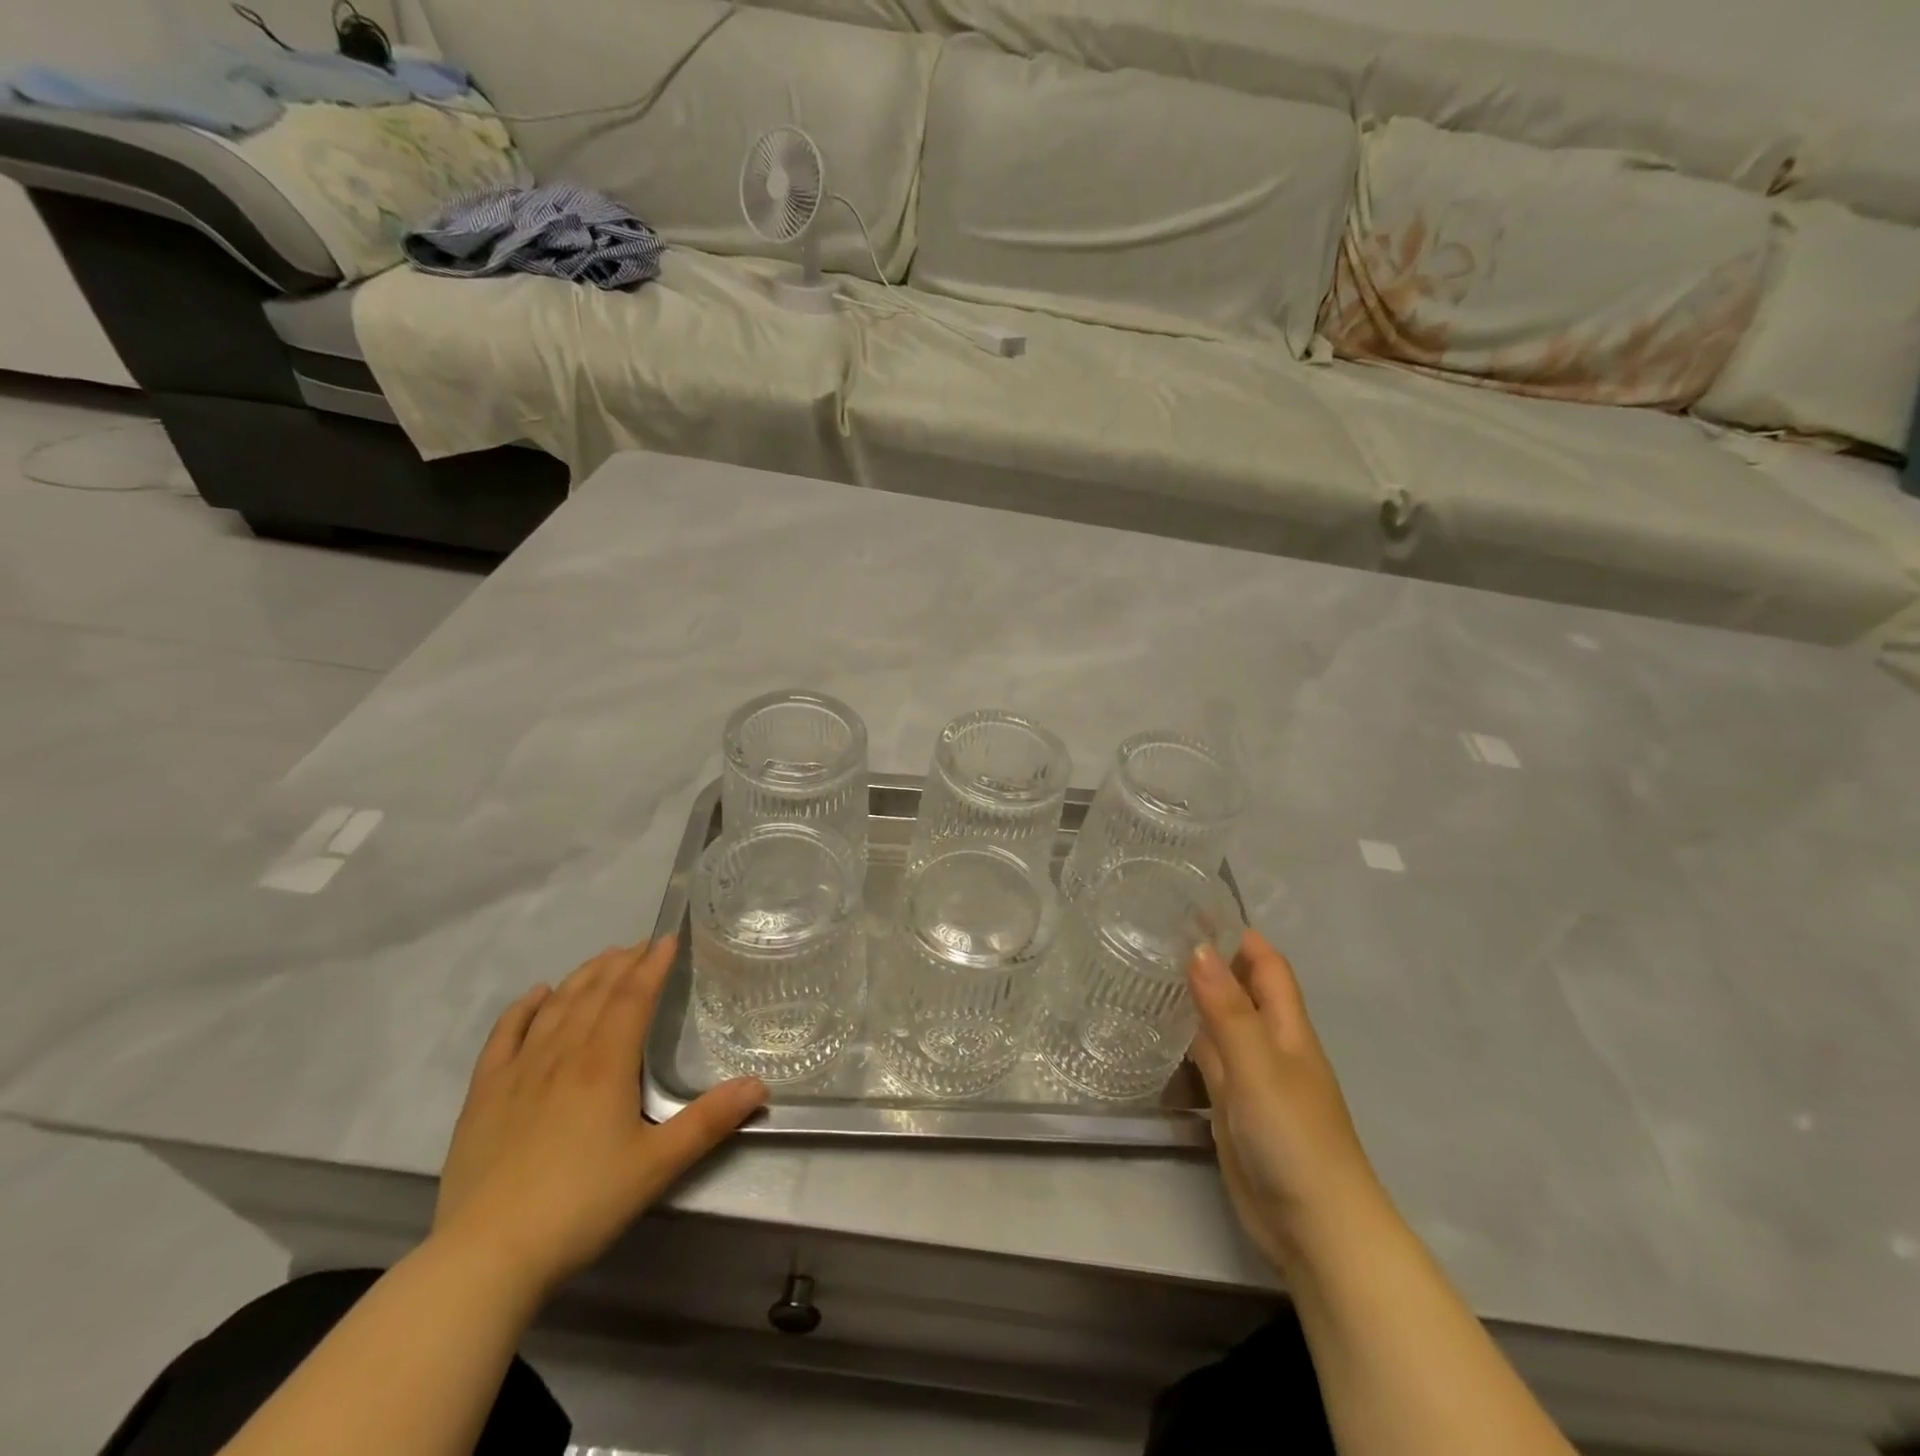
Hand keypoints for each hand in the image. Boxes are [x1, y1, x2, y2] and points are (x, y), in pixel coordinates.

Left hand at [433, 940, 766, 1297]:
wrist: (486, 1256)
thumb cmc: (582, 1205)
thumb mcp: (658, 1165)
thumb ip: (710, 1120)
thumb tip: (760, 1085)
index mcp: (606, 1064)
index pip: (634, 997)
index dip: (653, 965)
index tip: (668, 939)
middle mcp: (563, 1054)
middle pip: (596, 993)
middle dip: (622, 964)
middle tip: (642, 945)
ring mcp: (518, 1071)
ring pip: (556, 1006)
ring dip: (582, 976)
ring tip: (604, 958)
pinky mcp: (484, 1095)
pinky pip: (504, 1036)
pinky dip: (523, 1008)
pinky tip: (536, 994)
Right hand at [1188, 930, 1386, 1273]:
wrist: (1315, 1228)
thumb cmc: (1294, 1137)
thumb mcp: (1258, 1066)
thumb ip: (1227, 1009)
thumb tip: (1197, 947)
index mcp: (1286, 1028)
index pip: (1266, 965)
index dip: (1239, 935)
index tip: (1194, 908)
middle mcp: (1269, 1045)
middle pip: (1240, 990)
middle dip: (1209, 959)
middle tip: (1154, 933)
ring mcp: (1250, 1078)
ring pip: (1220, 1023)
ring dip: (1193, 997)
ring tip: (1145, 968)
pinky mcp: (1231, 1108)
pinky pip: (1206, 1061)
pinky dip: (1185, 1039)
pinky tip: (1155, 1029)